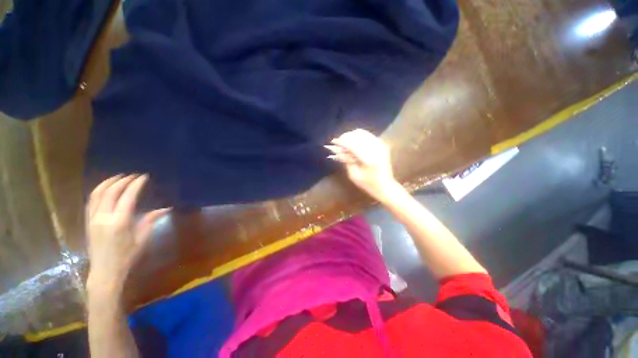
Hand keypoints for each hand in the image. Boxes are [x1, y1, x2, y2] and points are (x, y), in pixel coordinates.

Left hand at [86, 174, 169, 291]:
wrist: (105, 271)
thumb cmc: (127, 256)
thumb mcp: (142, 239)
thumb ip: (150, 220)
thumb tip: (165, 208)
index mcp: (119, 222)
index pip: (127, 197)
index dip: (135, 185)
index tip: (143, 177)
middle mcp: (103, 218)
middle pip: (110, 192)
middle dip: (122, 181)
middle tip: (133, 175)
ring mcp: (93, 219)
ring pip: (97, 194)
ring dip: (108, 183)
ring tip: (118, 177)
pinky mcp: (88, 221)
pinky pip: (91, 201)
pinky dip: (98, 191)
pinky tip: (105, 188)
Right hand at [325, 129, 400, 201]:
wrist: (386, 186)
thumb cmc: (368, 184)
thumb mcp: (354, 175)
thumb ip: (346, 161)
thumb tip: (338, 149)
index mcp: (368, 159)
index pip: (352, 143)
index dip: (342, 141)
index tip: (334, 142)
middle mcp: (376, 148)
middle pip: (357, 134)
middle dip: (346, 137)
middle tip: (339, 143)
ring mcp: (381, 145)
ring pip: (363, 133)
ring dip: (352, 136)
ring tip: (346, 143)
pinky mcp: (382, 145)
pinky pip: (368, 136)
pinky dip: (359, 137)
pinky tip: (354, 144)